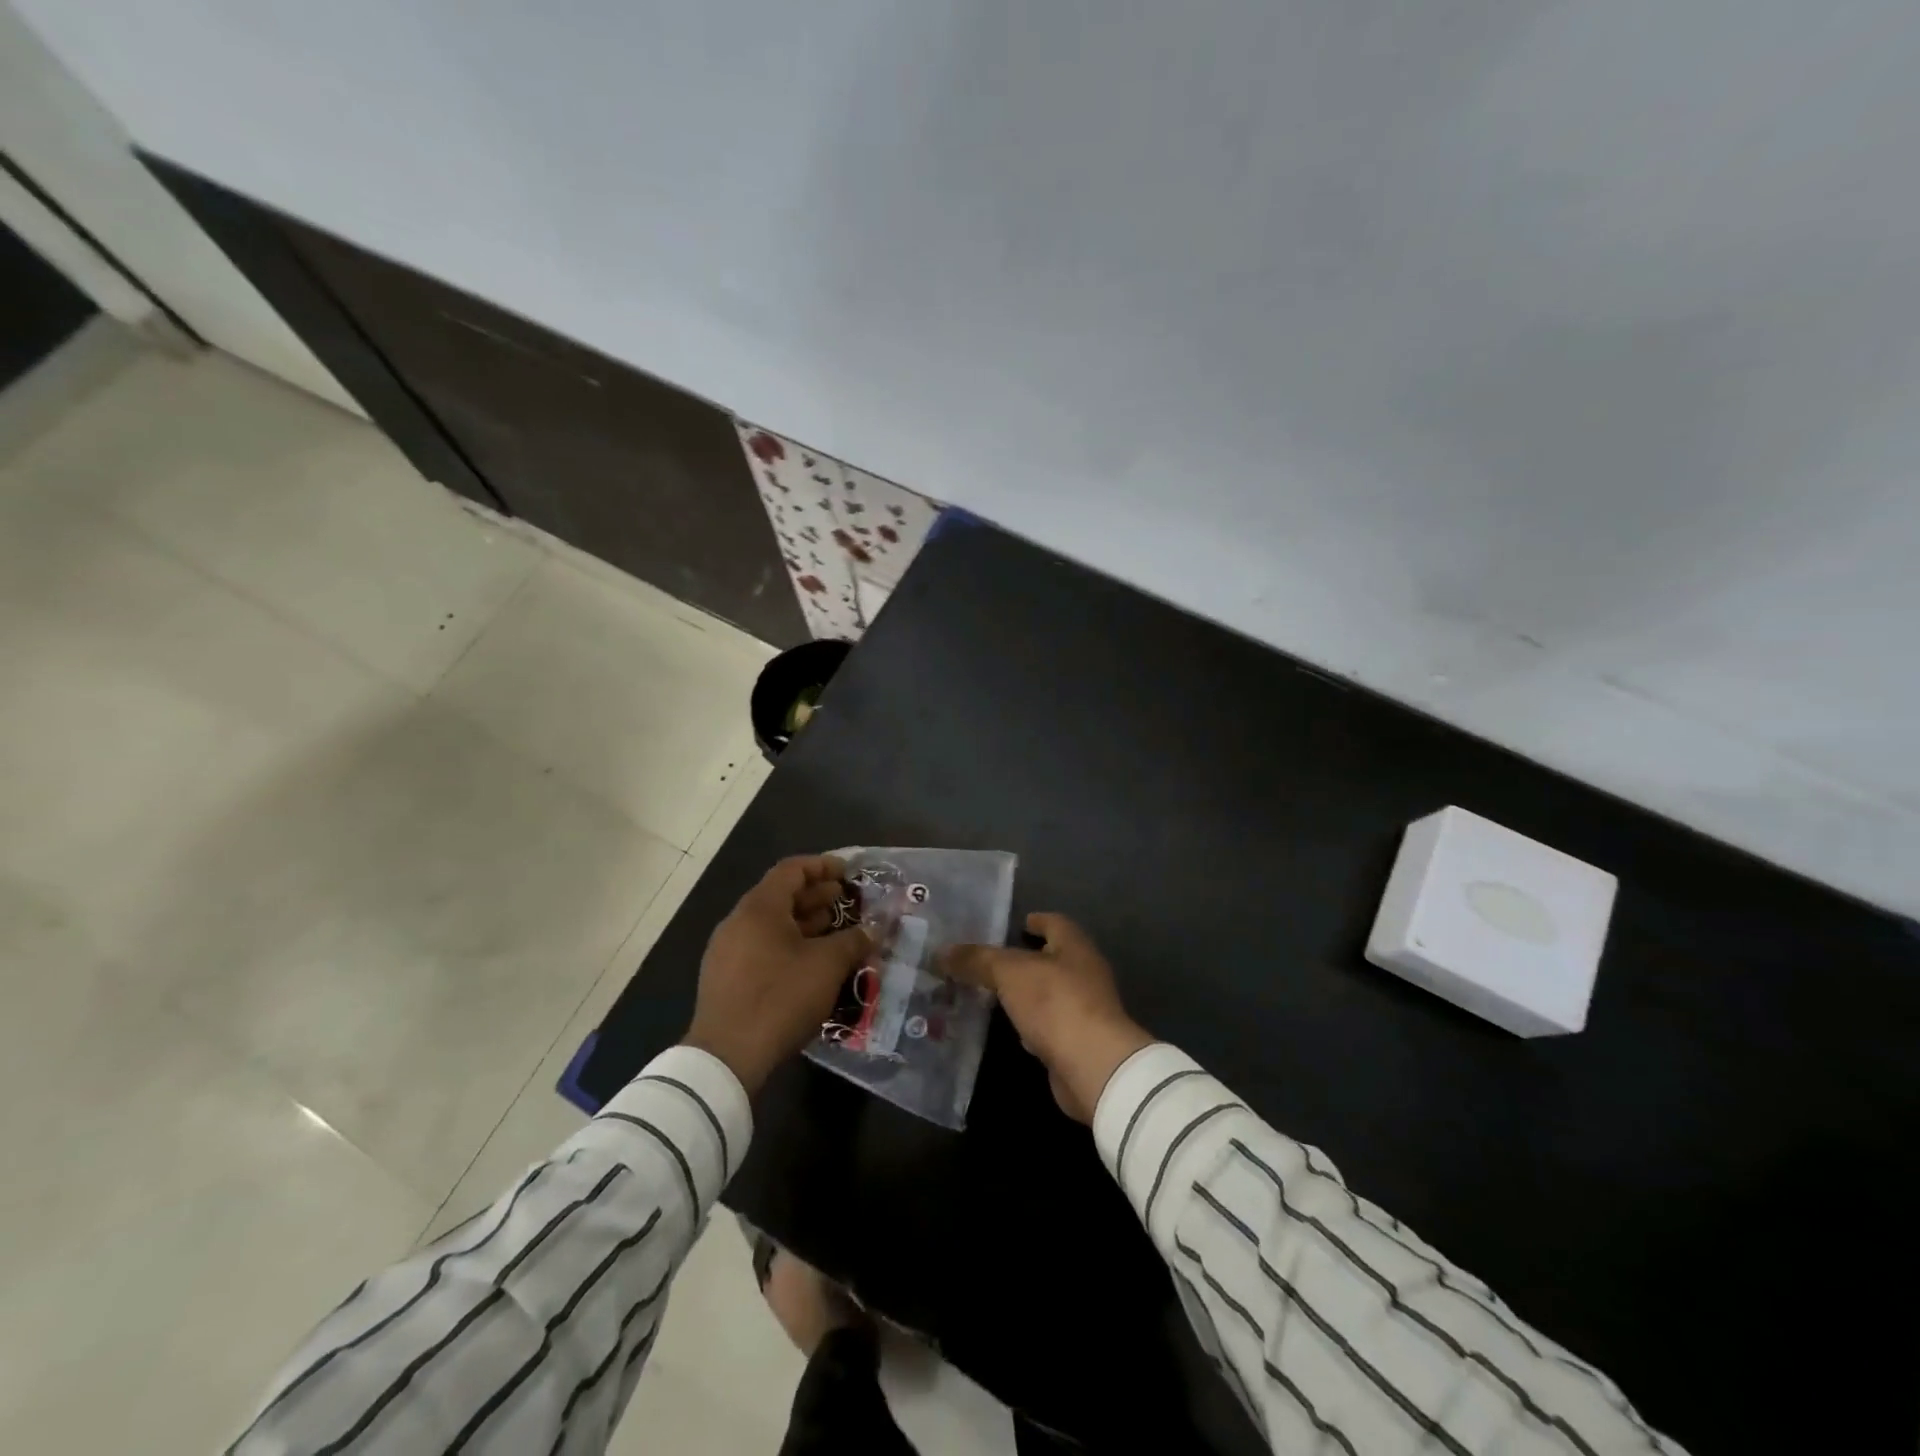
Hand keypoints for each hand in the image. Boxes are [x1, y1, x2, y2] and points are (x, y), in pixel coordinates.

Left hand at [684, 855, 870, 1092]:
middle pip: (780, 896)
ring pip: (771, 924)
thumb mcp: (827, 966)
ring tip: (834, 932)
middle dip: (816, 896)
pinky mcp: (725, 979)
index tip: (848, 873)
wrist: (727, 1057)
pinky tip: (810, 964)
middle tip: (846, 902)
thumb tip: (873, 930)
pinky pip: (761, 947)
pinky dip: (788, 945)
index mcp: (759, 908)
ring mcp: (727, 951)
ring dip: (804, 923)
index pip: (792, 870)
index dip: (822, 866)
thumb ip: (853, 941)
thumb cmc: (780, 998)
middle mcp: (738, 921)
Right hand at [943, 914, 1152, 1122]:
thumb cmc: (1055, 1003)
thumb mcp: (1009, 973)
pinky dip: (1029, 1023)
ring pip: (1048, 993)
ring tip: (990, 992)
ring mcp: (1084, 1009)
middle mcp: (1084, 973)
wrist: (1093, 1066)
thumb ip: (977, 960)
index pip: (1055, 923)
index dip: (1036, 921)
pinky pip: (1047, 1024)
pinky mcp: (1077, 1042)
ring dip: (1024, 993)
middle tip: (988, 960)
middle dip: (1023, 959)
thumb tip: (941, 951)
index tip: (1015, 923)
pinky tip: (1009, 1029)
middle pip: (1051, 958)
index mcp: (1075, 946)